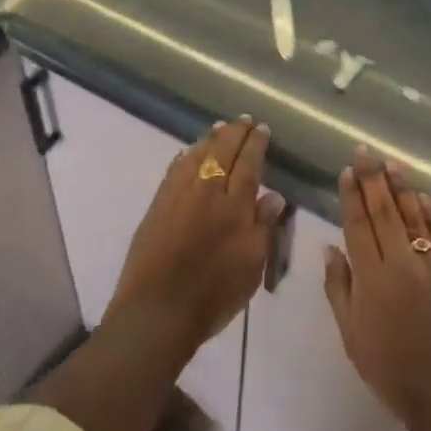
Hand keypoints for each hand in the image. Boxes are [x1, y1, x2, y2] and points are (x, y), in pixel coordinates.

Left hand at [105, 117, 282, 364]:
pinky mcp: (157, 205)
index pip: (248, 163)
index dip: (256, 144)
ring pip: (195, 155)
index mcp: (233, 205)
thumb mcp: (252, 265)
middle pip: (221, 151)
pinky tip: (188, 153)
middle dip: (235, 132)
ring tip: (219, 128)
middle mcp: (205, 191)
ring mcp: (177, 195)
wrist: (157, 310)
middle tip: (244, 119)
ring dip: (210, 139)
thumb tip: (273, 194)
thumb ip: (263, 226)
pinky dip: (185, 156)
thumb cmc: (214, 294)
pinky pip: (174, 169)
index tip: (262, 128)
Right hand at [323, 149, 430, 430]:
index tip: (347, 171)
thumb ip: (339, 288)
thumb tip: (331, 248)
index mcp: (372, 278)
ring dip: (400, 187)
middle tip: (364, 151)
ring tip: (390, 162)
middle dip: (372, 178)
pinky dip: (429, 212)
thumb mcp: (352, 336)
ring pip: (412, 216)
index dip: (351, 196)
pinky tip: (420, 195)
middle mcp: (401, 263)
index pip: (358, 225)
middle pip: (384, 211)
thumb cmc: (392, 372)